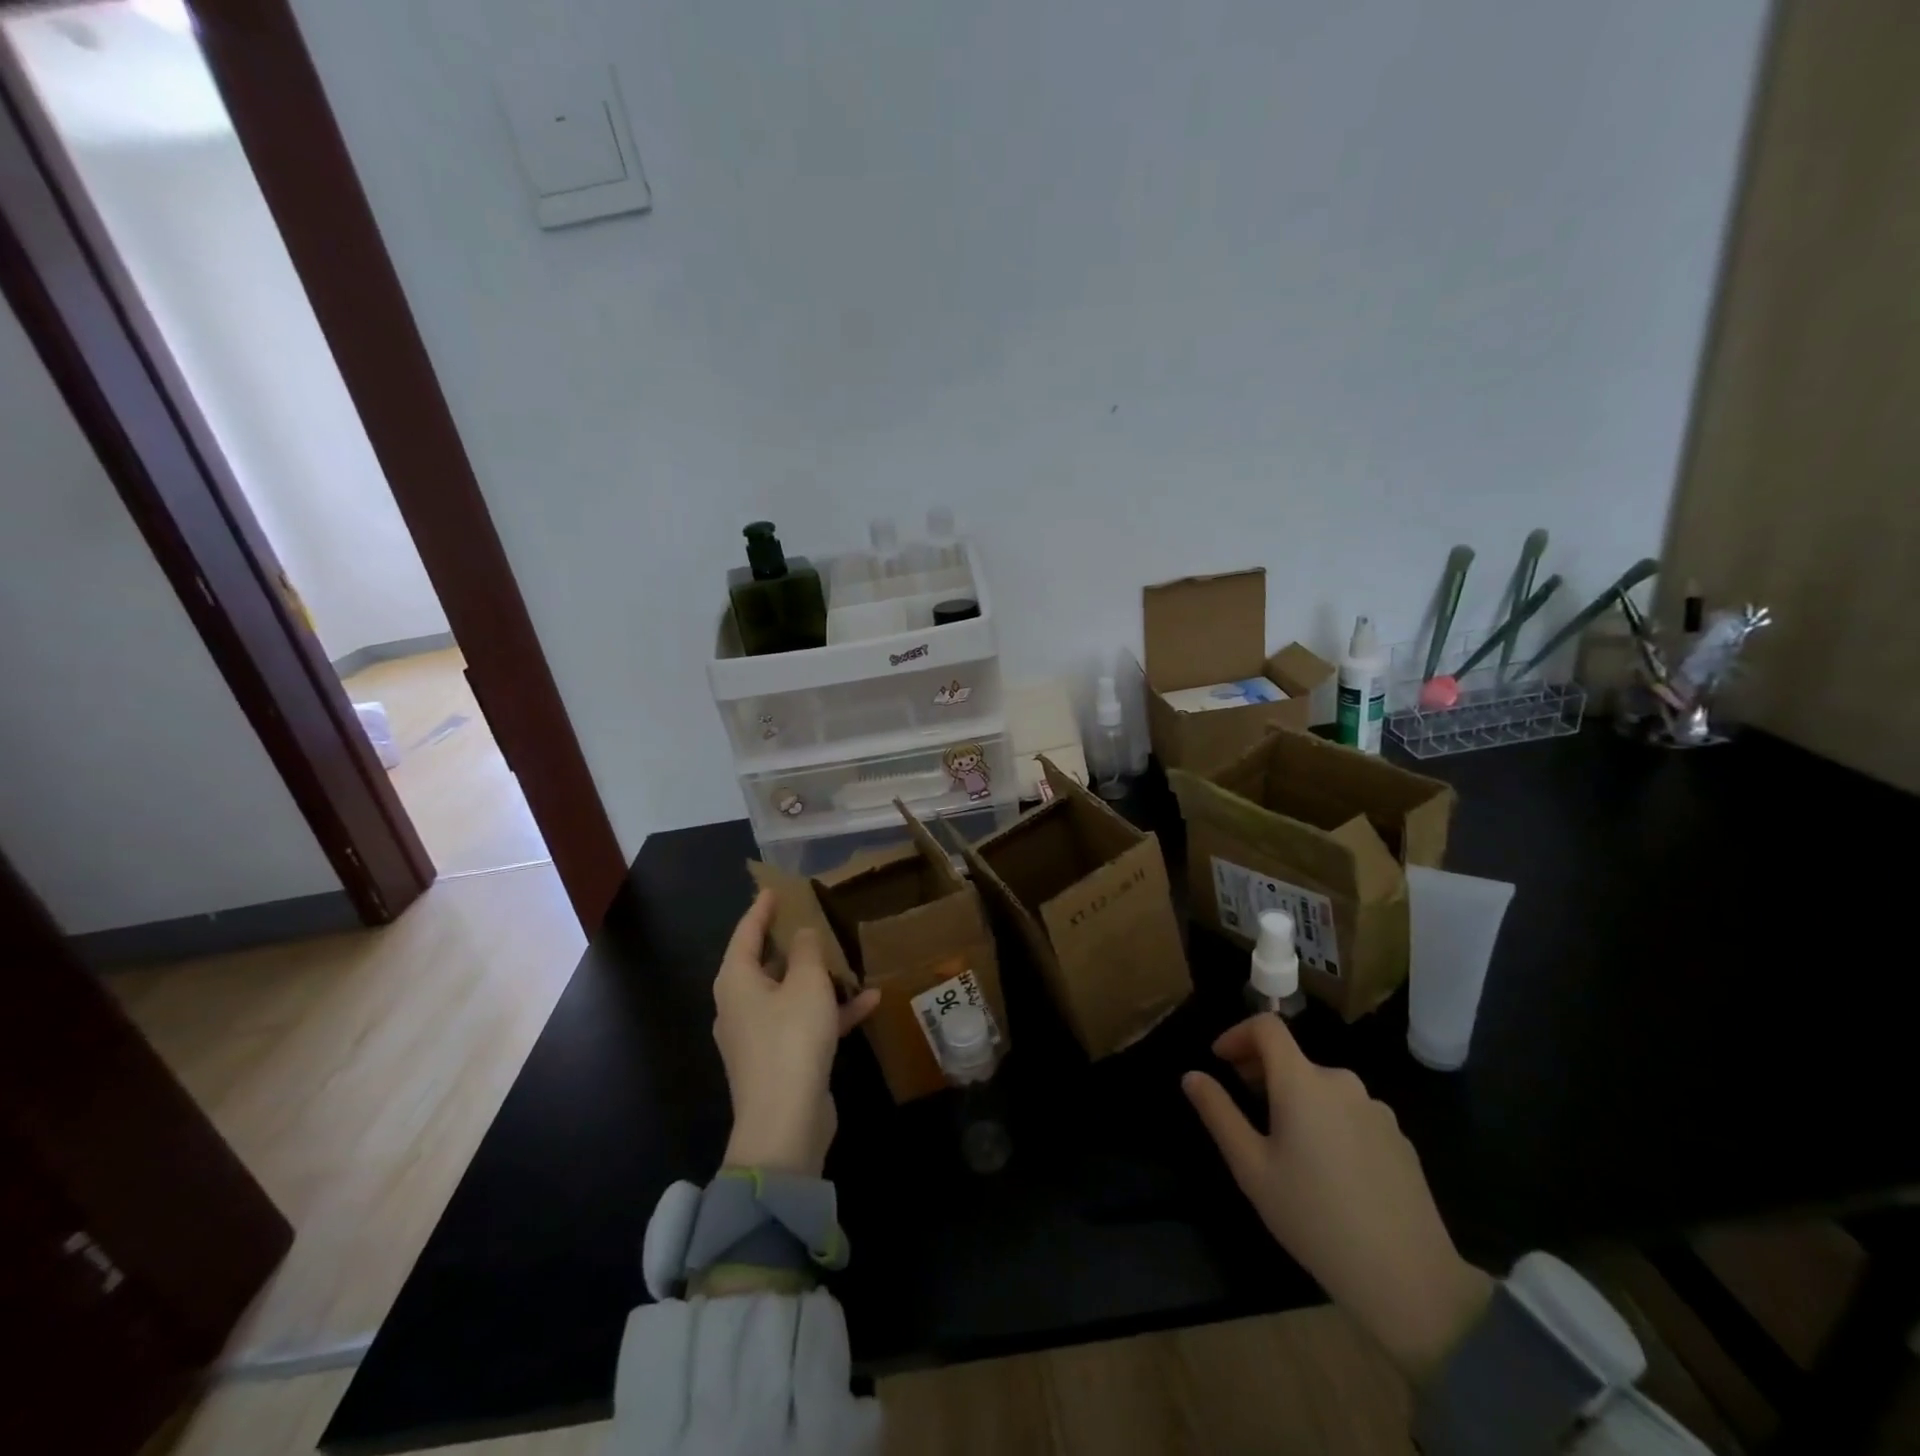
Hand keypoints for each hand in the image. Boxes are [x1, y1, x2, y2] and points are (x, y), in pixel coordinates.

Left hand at [714, 890, 879, 1177]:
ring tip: (848, 960)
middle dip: (791, 944)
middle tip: (812, 919)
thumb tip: (802, 934)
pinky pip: (805, 1024)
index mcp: (736, 981)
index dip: (760, 909)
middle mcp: (740, 1005)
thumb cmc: (791, 1040)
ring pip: (789, 995)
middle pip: (765, 964)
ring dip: (819, 979)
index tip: (774, 890)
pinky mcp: (780, 1060)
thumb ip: (808, 952)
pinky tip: (871, 1002)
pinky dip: (831, 1013)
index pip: (746, 933)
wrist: (785, 1124)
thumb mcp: (807, 984)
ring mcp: (759, 1036)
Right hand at [1183, 1015, 1491, 1383]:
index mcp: (1302, 1081)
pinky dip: (1329, 1122)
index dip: (1237, 1034)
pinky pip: (1351, 1114)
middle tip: (1246, 1108)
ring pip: (1323, 1088)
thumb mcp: (1251, 1168)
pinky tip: (1329, 1170)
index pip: (1267, 1027)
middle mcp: (1341, 1082)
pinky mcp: (1400, 1139)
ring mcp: (1376, 1110)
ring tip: (1287, 1146)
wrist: (1409, 1279)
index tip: (1220, 1061)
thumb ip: (1219, 1114)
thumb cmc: (1314, 1218)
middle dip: (1262, 1071)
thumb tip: (1191, 1076)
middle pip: (1294, 1059)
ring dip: (1297, 1099)